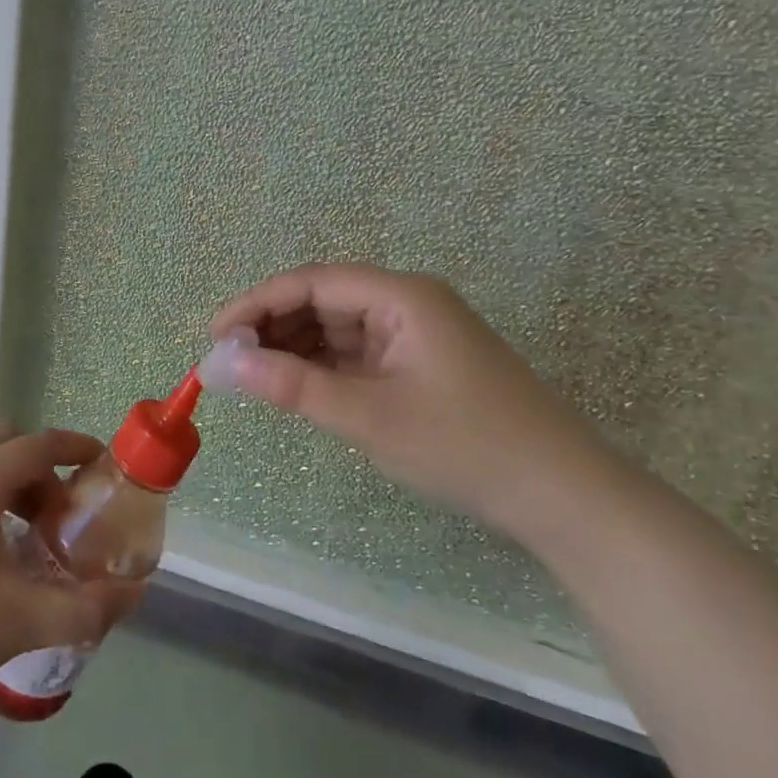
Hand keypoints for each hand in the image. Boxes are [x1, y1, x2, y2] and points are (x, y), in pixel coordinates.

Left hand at [0, 425, 141, 704]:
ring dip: (18, 487)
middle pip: (8, 444)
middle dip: (44, 467)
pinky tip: (1, 558)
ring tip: (37, 539)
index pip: (38, 444)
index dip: (76, 447)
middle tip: (64, 511)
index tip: (105, 465)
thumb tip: (133, 595)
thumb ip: (83, 608)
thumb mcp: (20, 620)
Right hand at [211, 263, 617, 532]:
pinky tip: (294, 386)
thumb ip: (294, 386)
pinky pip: (357, 353)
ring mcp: (415, 334)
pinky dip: (323, 367)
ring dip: (294, 348)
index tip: (216, 334)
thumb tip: (225, 364)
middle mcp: (407, 303)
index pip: (312, 282)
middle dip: (273, 326)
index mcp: (402, 296)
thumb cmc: (465, 446)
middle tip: (228, 361)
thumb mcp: (370, 416)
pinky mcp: (419, 364)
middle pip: (324, 300)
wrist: (561, 495)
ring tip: (252, 376)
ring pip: (338, 328)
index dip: (258, 303)